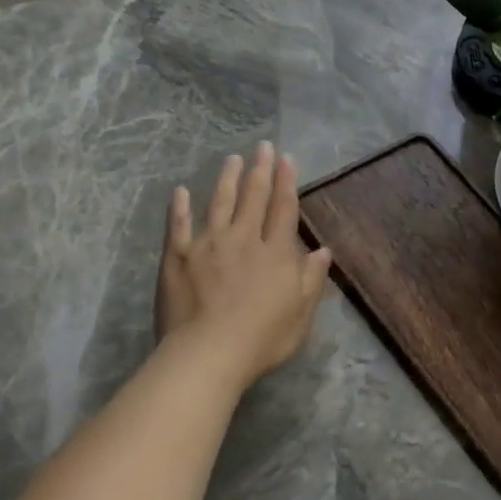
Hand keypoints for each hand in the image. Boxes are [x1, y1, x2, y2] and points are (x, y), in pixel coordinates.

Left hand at [154, 142, 333, 384]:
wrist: (209, 353)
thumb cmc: (263, 337)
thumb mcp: (301, 313)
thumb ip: (311, 278)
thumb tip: (323, 250)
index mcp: (275, 253)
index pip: (283, 209)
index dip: (287, 182)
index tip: (287, 159)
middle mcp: (243, 239)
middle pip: (253, 198)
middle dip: (260, 171)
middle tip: (262, 147)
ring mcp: (207, 245)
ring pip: (219, 203)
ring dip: (226, 179)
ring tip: (232, 159)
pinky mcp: (177, 257)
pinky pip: (178, 226)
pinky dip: (180, 207)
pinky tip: (181, 191)